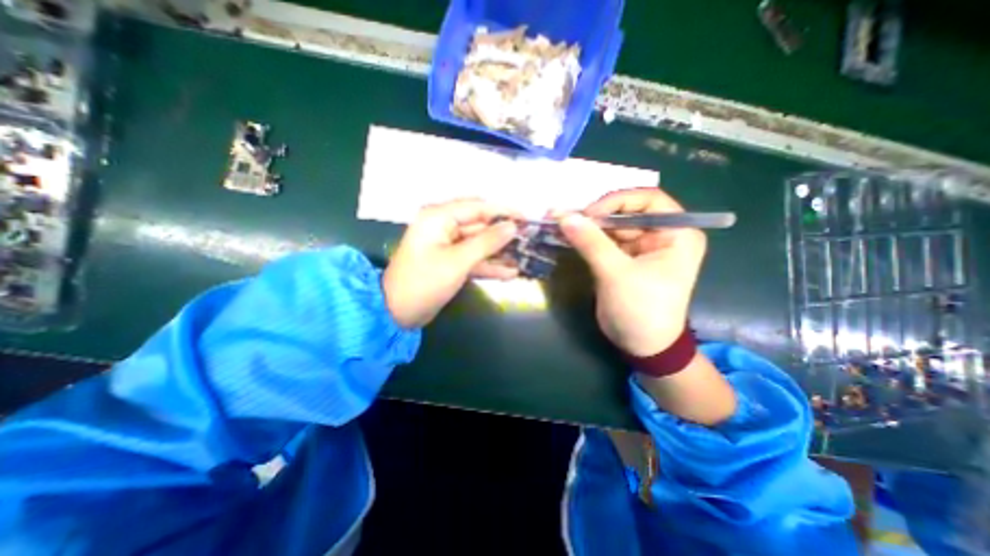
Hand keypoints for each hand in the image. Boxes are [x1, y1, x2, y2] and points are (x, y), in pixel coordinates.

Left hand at [382, 200, 518, 330]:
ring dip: (499, 252)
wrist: (397, 313)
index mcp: (439, 217)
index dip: (503, 211)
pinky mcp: (450, 262)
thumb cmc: (424, 282)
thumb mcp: (458, 261)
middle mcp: (443, 227)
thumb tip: (512, 226)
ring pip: (479, 244)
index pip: (478, 207)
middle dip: (503, 234)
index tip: (526, 217)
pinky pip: (473, 259)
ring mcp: (447, 246)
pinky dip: (489, 266)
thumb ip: (487, 242)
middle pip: (480, 225)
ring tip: (524, 257)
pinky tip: (510, 273)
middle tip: (528, 239)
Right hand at [561, 186, 707, 355]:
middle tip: (566, 217)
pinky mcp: (623, 258)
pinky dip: (586, 238)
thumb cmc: (641, 310)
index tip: (589, 213)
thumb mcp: (616, 274)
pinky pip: (604, 241)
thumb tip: (565, 217)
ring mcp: (640, 247)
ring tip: (561, 224)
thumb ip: (591, 243)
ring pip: (612, 226)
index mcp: (676, 234)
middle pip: (627, 212)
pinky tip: (568, 236)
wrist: (641, 345)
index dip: (617, 201)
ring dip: (588, 225)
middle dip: (597, 214)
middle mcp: (661, 235)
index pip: (649, 200)